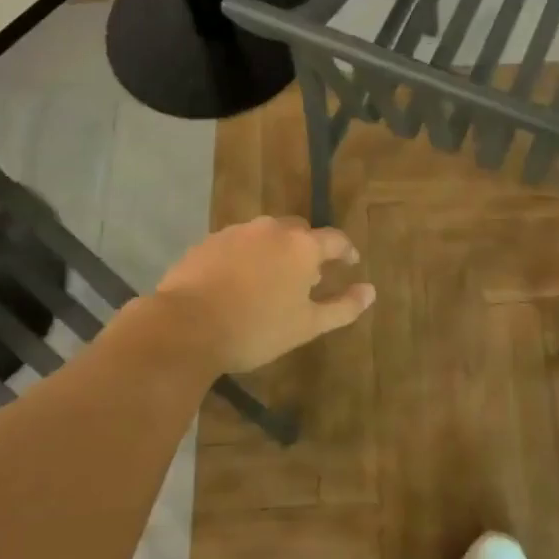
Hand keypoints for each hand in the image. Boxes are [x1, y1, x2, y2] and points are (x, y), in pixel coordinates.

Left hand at [153, 217, 375, 373]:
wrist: (186, 326)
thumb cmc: (256, 329)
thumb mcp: (307, 325)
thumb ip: (343, 307)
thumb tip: (371, 291)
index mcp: (302, 246)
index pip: (335, 239)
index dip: (346, 251)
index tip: (350, 263)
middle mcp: (272, 229)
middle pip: (299, 232)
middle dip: (308, 249)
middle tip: (309, 275)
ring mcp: (237, 232)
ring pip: (266, 235)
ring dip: (275, 251)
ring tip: (272, 278)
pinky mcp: (209, 241)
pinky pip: (237, 244)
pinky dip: (246, 257)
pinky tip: (238, 281)